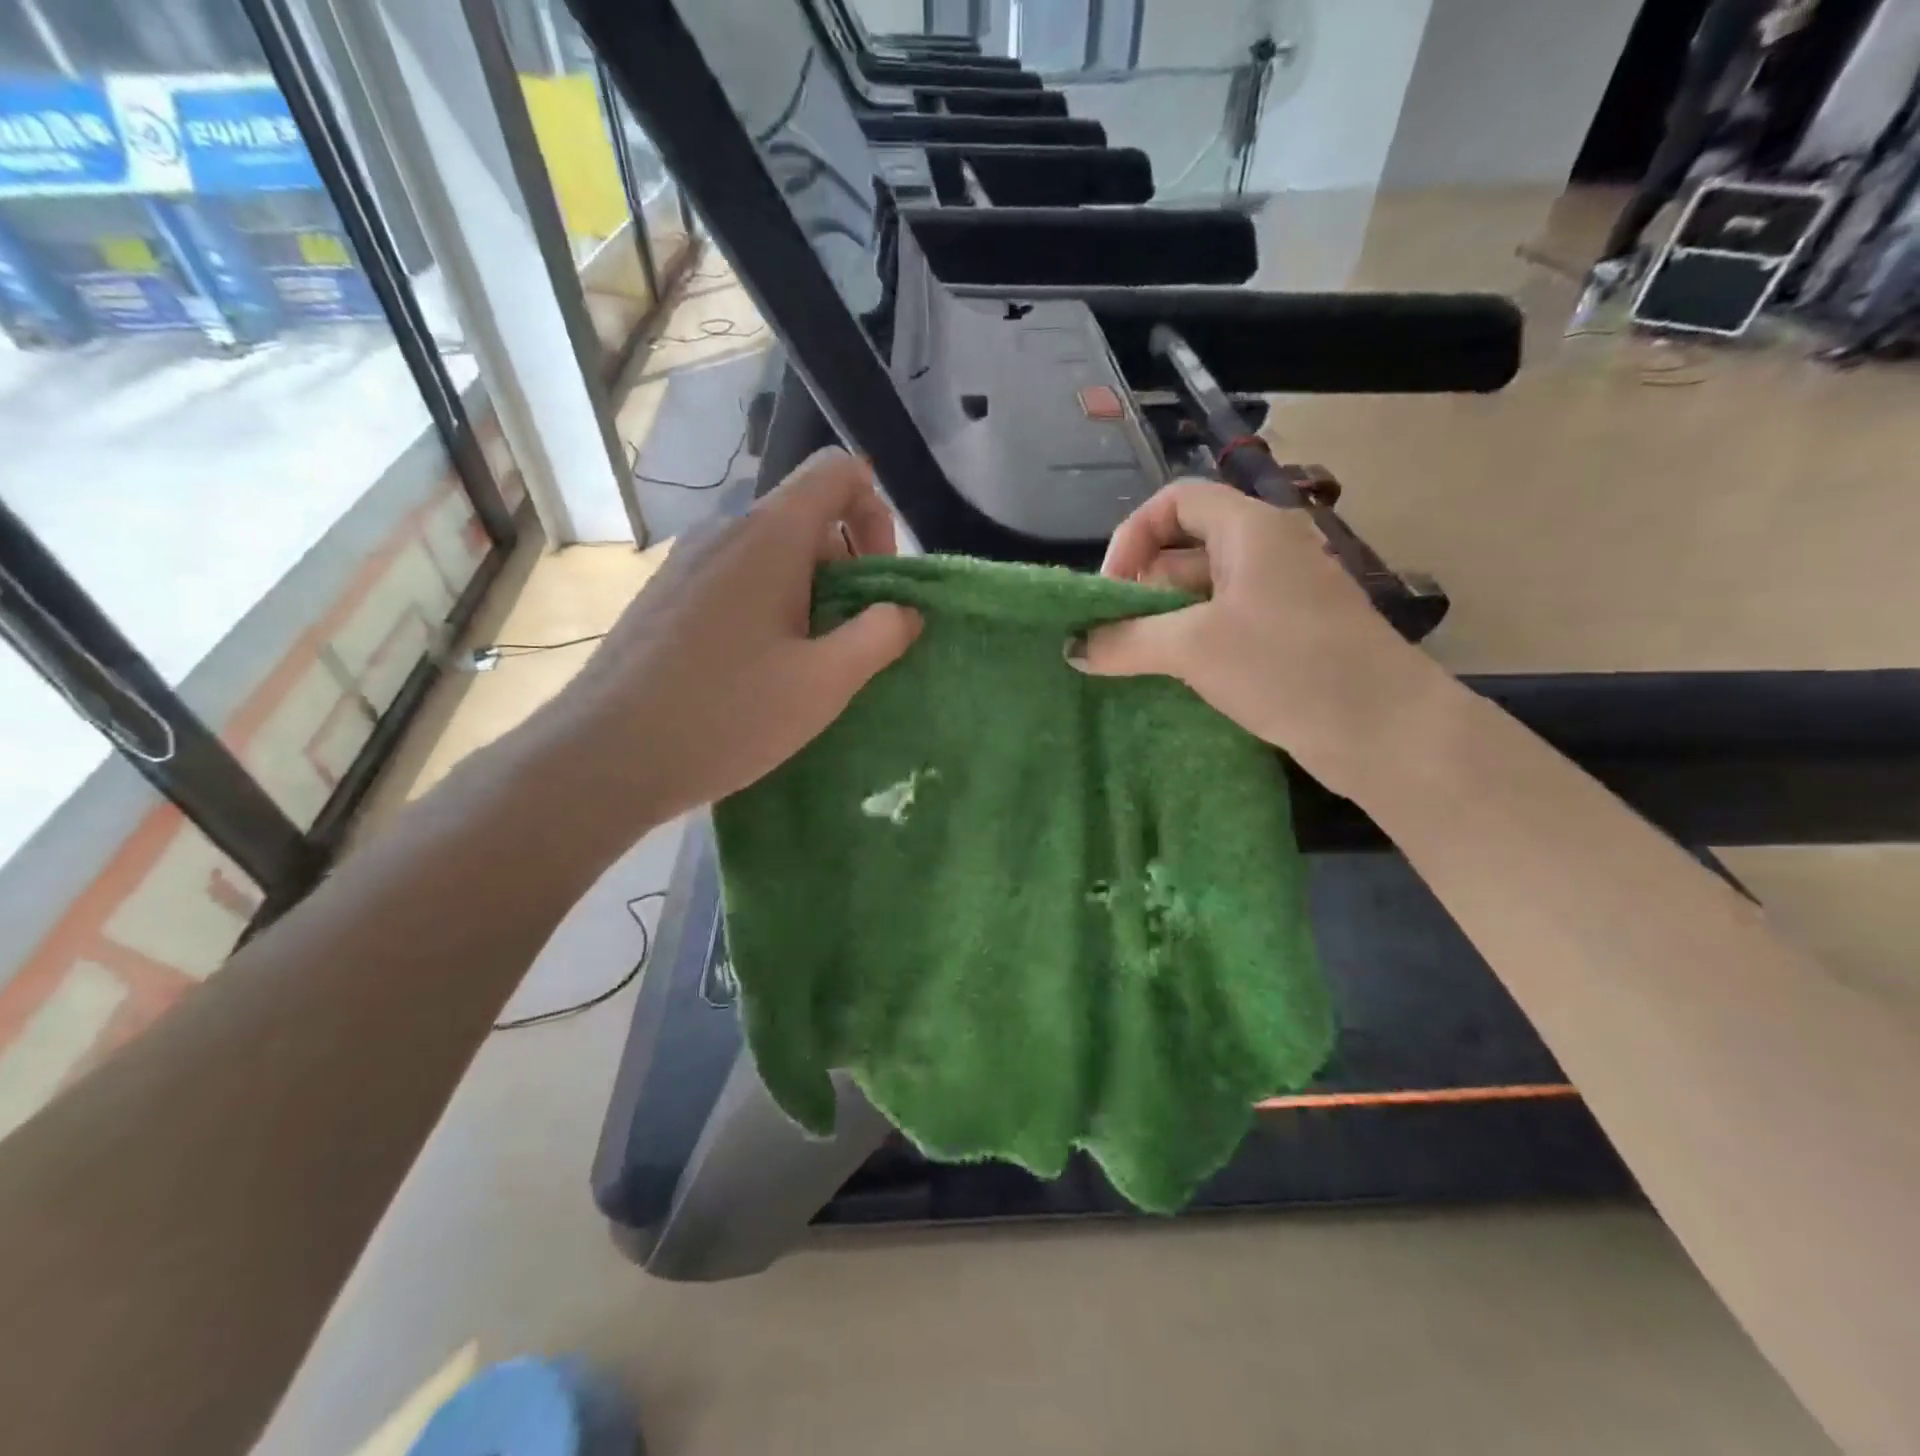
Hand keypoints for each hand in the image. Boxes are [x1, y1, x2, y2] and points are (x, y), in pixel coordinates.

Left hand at [542, 449, 921, 824]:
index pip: (837, 472)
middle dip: (848, 566)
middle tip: (852, 638)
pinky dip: (768, 607)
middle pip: (807, 517)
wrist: (604, 756)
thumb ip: (879, 636)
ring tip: (808, 662)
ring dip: (809, 593)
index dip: (876, 511)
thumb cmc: (726, 715)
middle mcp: (724, 531)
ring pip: (771, 553)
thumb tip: (905, 610)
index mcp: (769, 536)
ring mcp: (686, 563)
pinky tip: (758, 670)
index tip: (880, 580)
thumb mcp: (824, 683)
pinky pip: (735, 579)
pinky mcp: (664, 596)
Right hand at [1075, 480, 1442, 798]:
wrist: (1382, 729)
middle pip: (1185, 548)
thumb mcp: (1192, 648)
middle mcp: (1267, 551)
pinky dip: (1192, 643)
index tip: (1111, 590)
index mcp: (1250, 529)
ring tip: (1132, 662)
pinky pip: (1225, 624)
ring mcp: (1281, 595)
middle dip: (1142, 588)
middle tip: (1113, 635)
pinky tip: (1170, 678)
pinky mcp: (1288, 636)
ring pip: (1204, 592)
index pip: (1175, 502)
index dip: (1133, 537)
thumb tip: (1073, 647)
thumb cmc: (1285, 666)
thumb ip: (1125, 642)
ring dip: (1163, 622)